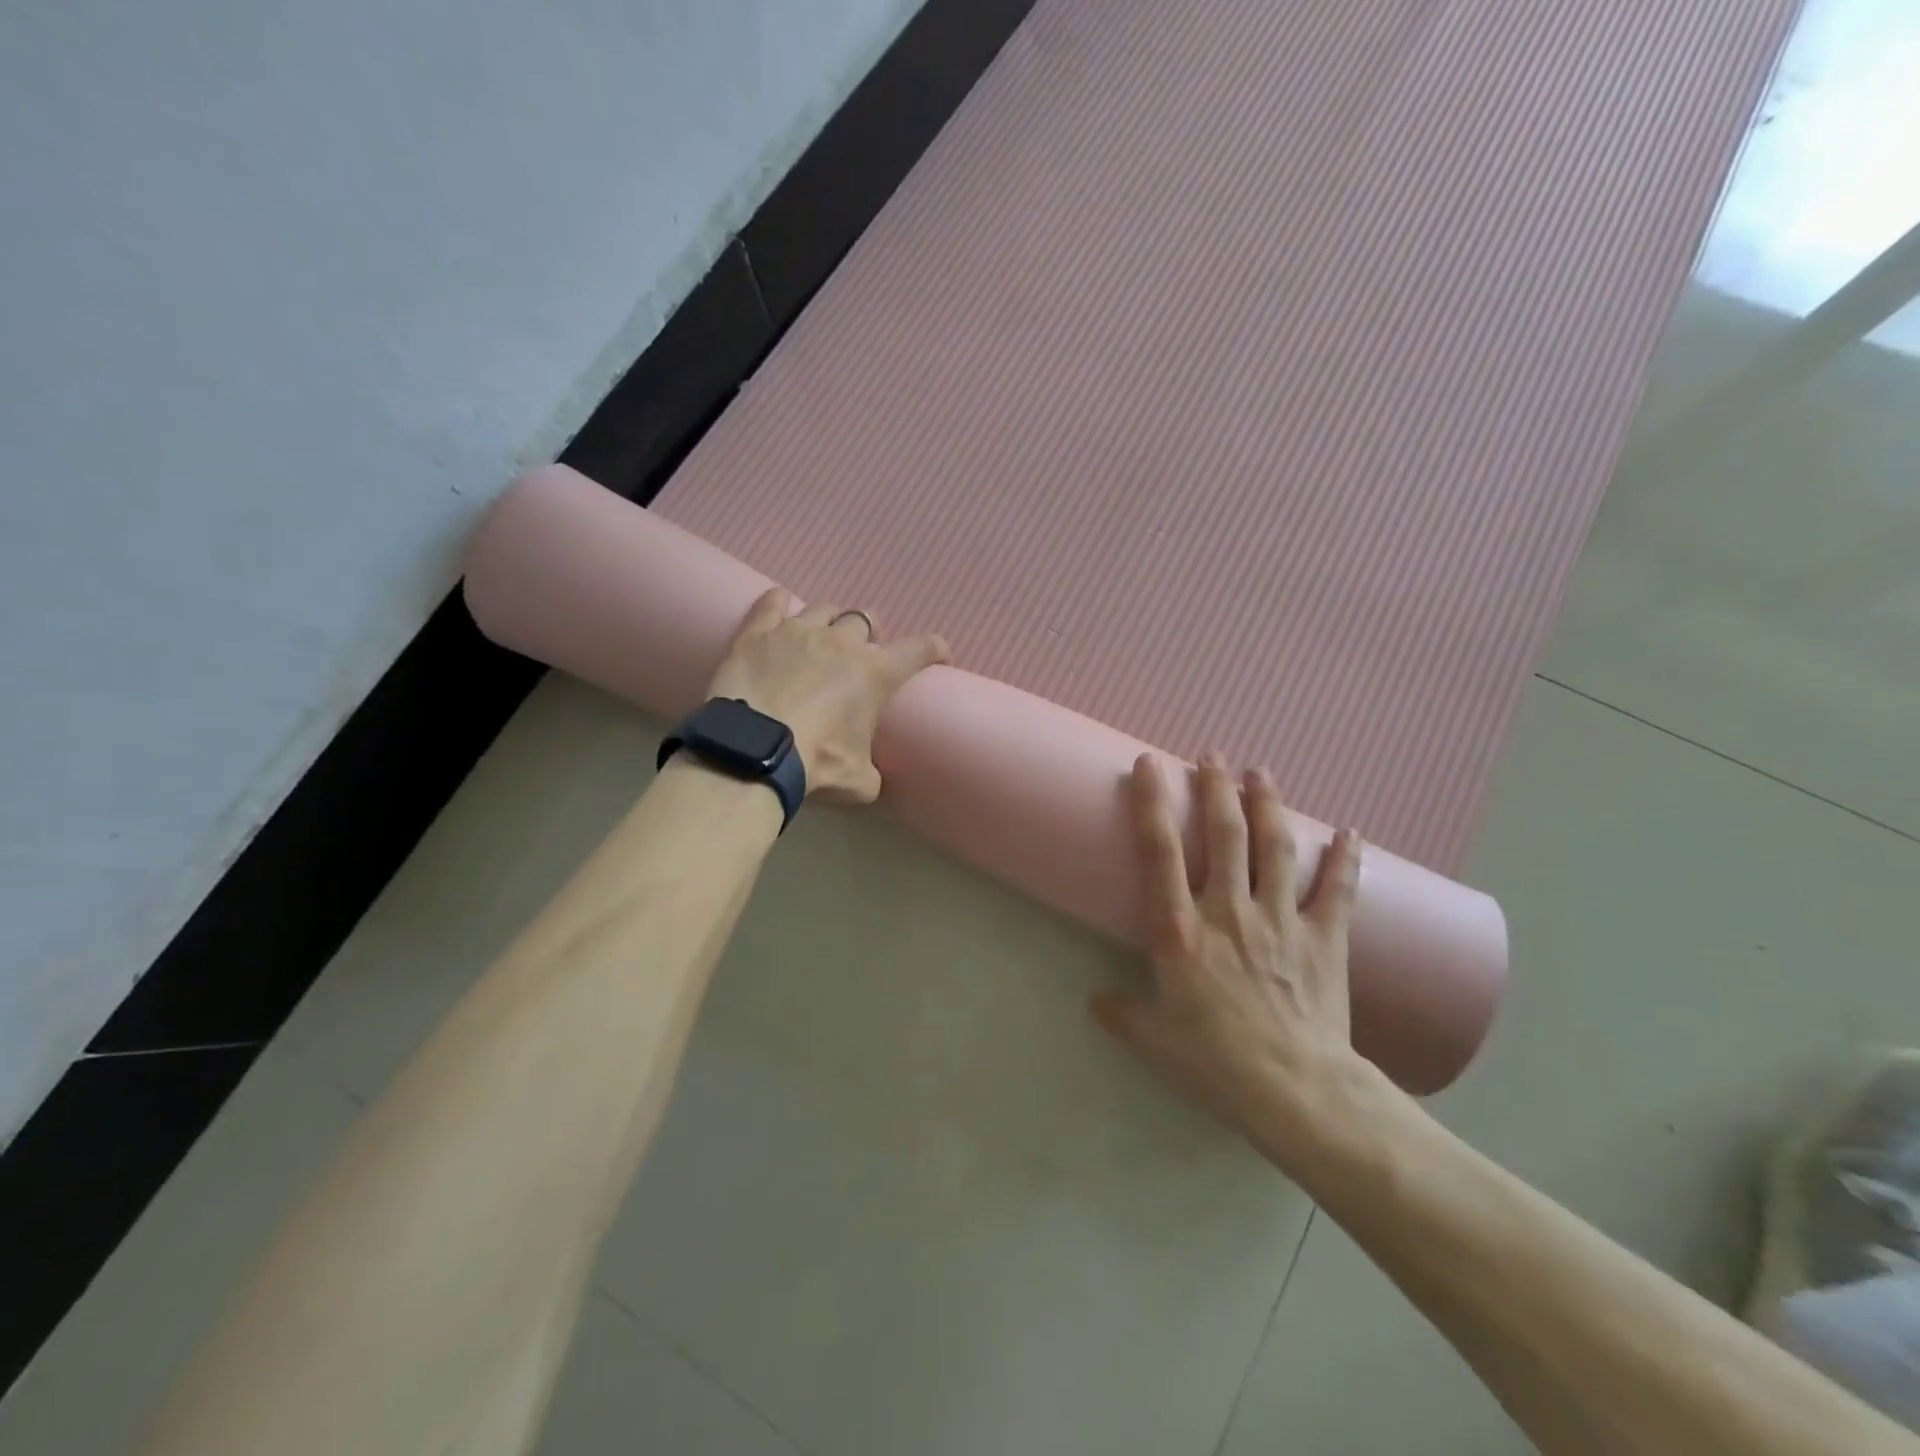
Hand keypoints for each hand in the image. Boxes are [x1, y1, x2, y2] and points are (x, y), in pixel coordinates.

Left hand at [706, 589, 948, 802]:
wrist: (753, 751)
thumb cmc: (816, 764)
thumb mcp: (858, 782)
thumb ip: (871, 773)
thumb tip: (870, 777)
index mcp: (875, 673)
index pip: (920, 648)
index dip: (935, 648)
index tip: (938, 654)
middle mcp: (842, 642)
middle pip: (865, 619)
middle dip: (870, 632)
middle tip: (863, 651)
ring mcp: (798, 631)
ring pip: (824, 609)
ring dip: (829, 621)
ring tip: (822, 636)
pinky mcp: (758, 633)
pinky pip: (773, 603)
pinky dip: (779, 603)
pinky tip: (780, 606)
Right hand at [1092, 753, 1363, 1151]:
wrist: (1297, 1092)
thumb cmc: (1215, 1062)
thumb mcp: (1154, 1041)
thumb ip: (1123, 1014)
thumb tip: (1096, 1003)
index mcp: (1180, 930)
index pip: (1160, 852)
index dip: (1152, 803)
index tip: (1149, 763)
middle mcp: (1228, 911)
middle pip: (1224, 835)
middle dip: (1216, 788)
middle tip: (1213, 754)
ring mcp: (1280, 919)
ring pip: (1274, 848)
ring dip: (1267, 805)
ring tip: (1261, 771)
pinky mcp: (1324, 938)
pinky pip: (1336, 890)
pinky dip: (1343, 859)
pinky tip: (1349, 832)